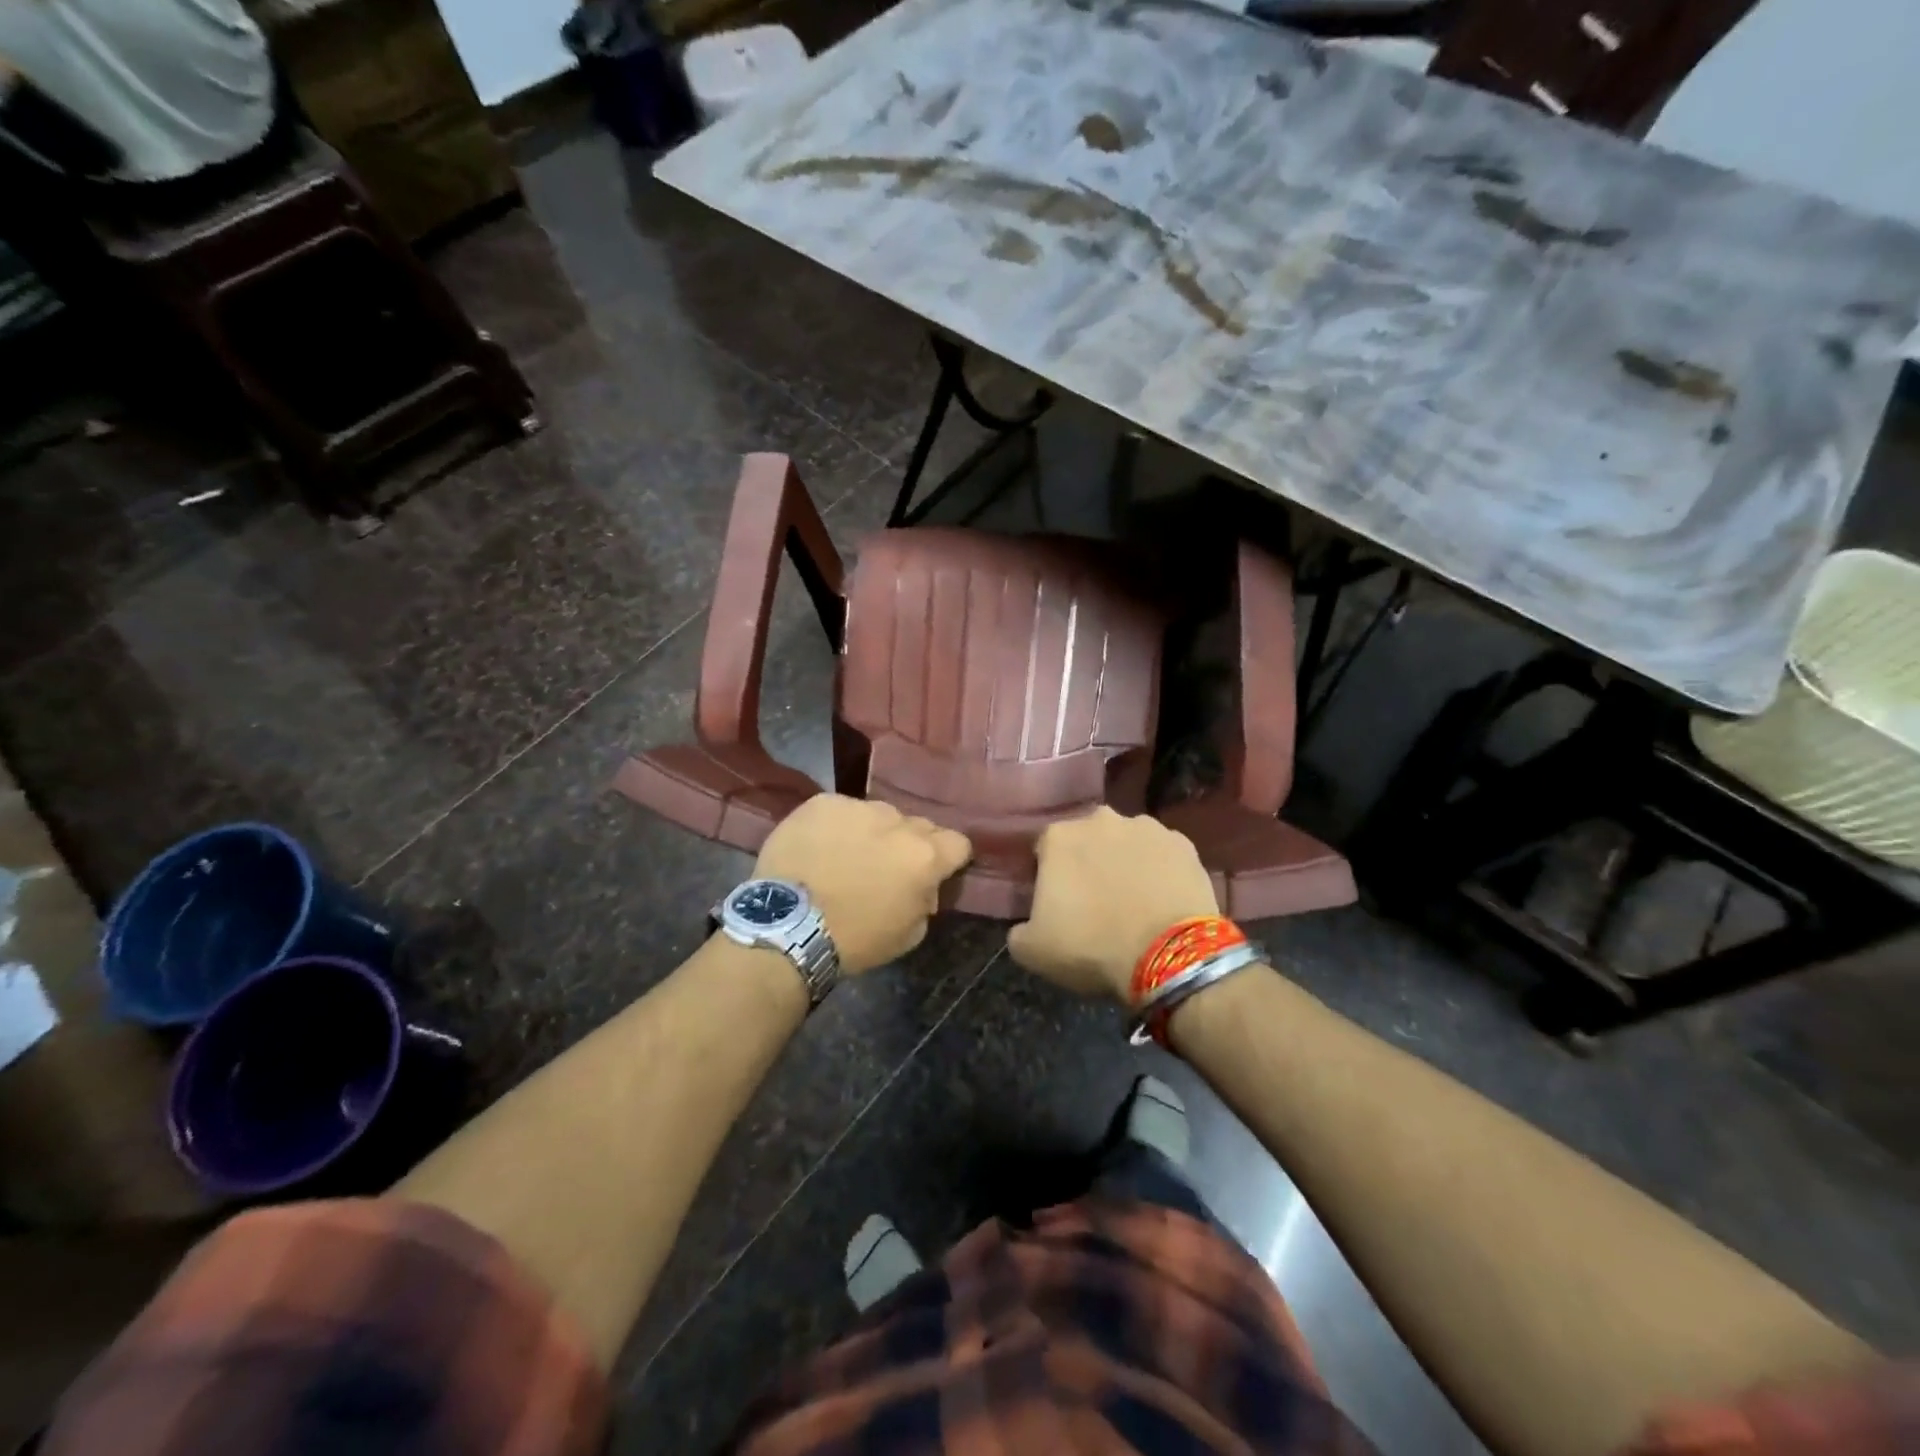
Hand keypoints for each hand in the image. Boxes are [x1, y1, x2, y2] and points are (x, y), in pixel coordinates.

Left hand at [753, 796, 970, 973]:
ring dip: (872, 832)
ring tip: (847, 856)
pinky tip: (819, 848)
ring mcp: (858, 807)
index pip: (958, 843)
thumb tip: (924, 887)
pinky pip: (841, 810)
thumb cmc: (854, 939)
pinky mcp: (823, 802)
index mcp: (925, 855)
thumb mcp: (908, 935)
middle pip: (918, 825)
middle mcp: (898, 821)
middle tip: (886, 868)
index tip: (933, 872)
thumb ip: (926, 901)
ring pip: (878, 814)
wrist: (788, 927)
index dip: (948, 858)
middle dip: (909, 844)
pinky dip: (836, 826)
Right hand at [1008, 808, 1218, 1002]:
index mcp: (1058, 837)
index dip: (1048, 876)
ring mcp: (1146, 827)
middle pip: (1087, 840)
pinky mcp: (1184, 844)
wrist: (1169, 955)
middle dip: (1088, 862)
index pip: (1044, 850)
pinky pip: (1163, 855)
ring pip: (1127, 843)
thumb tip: (1025, 926)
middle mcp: (1100, 819)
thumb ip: (1019, 929)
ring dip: (1125, 863)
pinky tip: (1162, 899)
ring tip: (1133, 901)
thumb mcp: (1032, 950)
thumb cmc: (1092, 946)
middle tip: (1094, 901)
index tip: (1056, 903)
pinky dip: (1160, 871)